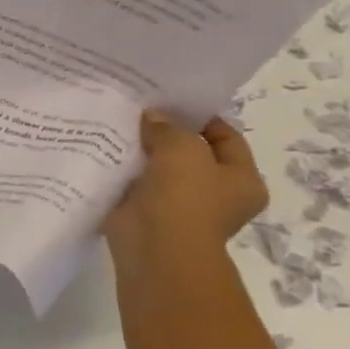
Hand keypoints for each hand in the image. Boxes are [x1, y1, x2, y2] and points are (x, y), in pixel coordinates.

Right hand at [104, 111, 267, 257]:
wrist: (156, 247)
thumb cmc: (184, 197)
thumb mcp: (182, 148)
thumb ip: (168, 126)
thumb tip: (153, 117)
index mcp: (242, 179)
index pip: (226, 137)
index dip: (200, 116)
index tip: (169, 101)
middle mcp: (217, 193)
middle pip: (192, 151)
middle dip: (167, 133)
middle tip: (140, 111)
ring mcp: (182, 205)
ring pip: (161, 167)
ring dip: (143, 151)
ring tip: (119, 127)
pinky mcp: (149, 212)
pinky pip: (137, 183)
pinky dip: (125, 170)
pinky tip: (107, 151)